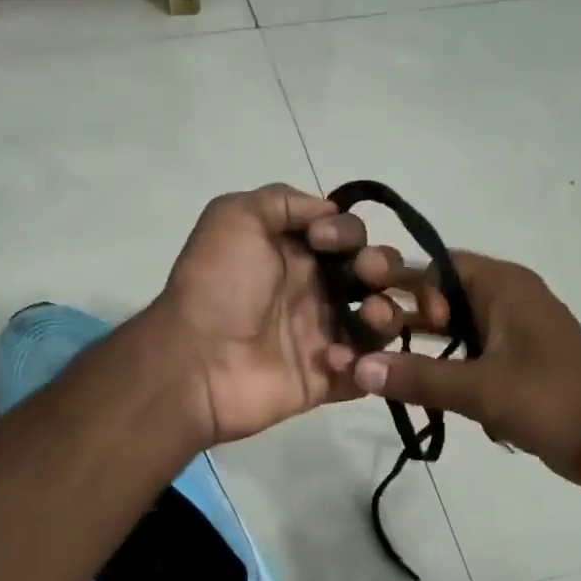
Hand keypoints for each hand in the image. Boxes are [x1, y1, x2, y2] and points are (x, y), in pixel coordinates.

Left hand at [152, 185, 420, 445]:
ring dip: (386, 313)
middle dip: (383, 267)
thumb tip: (329, 212)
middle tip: (366, 275)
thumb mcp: (234, 217)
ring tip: (368, 316)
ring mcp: (323, 337)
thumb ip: (283, 201)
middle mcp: (315, 292)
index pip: (348, 236)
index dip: (348, 232)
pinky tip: (334, 357)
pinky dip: (366, 362)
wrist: (194, 359)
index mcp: (296, 254)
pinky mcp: (326, 379)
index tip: (323, 241)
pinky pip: (367, 371)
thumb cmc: (217, 285)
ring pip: (381, 322)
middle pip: (374, 275)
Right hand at [350, 251, 580, 479]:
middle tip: (371, 346)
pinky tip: (424, 392)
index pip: (436, 266)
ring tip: (388, 371)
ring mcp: (514, 330)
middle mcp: (507, 297)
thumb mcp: (480, 389)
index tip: (375, 317)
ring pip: (455, 328)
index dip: (402, 287)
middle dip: (408, 321)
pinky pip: (471, 353)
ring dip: (426, 349)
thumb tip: (357, 368)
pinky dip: (449, 368)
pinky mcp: (518, 361)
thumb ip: (417, 377)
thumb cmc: (552, 400)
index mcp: (502, 285)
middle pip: (442, 296)